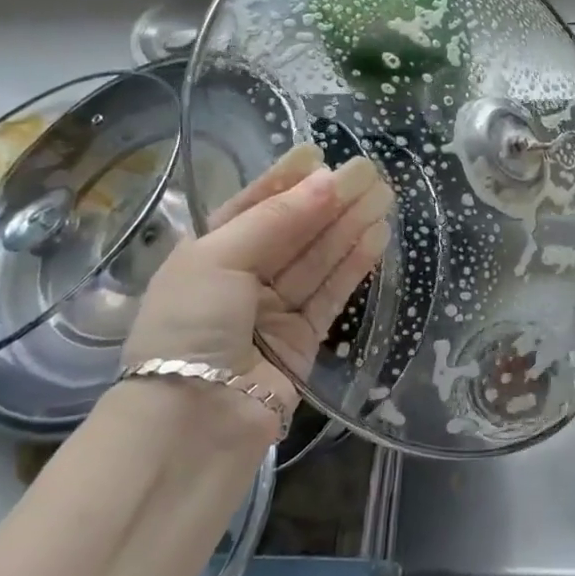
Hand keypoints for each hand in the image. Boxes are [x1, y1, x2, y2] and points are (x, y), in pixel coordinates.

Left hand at [121, 144, 392, 442]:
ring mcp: (273, 310)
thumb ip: (276, 219)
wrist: (193, 423)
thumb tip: (325, 182)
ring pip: (318, 258)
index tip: (318, 153)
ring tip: (383, 195)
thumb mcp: (218, 258)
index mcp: (207, 254)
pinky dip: (354, 264)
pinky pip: (331, 292)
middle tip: (369, 171)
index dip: (285, 179)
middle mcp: (241, 278)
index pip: (252, 206)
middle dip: (329, 200)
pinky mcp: (303, 339)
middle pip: (294, 230)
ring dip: (349, 226)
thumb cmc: (190, 326)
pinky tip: (377, 235)